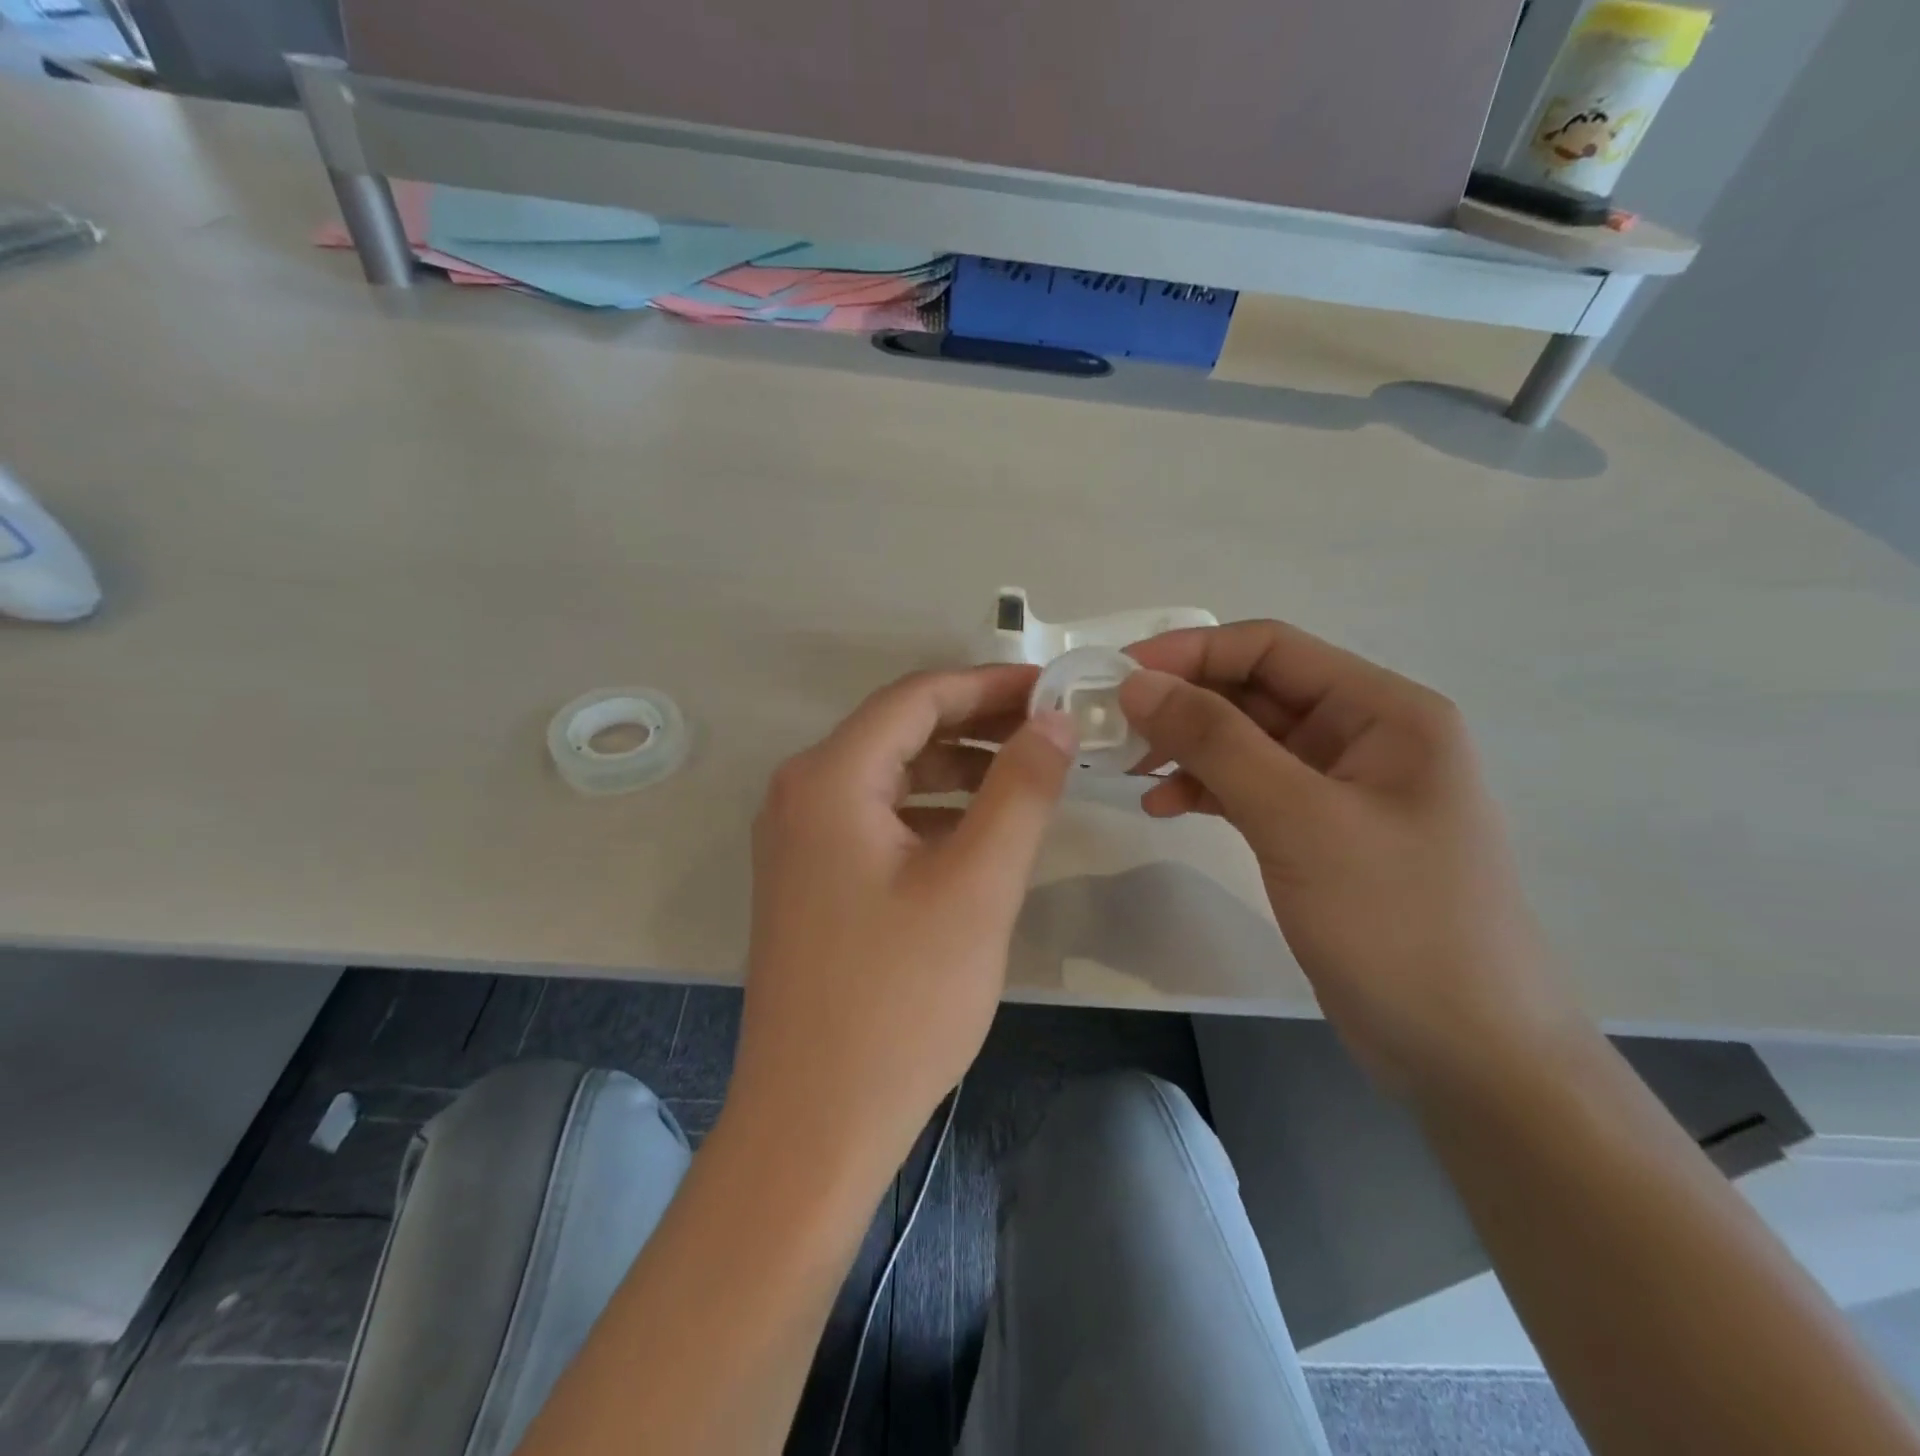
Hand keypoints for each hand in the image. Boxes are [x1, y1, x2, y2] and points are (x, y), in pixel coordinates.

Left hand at [726, 666, 1075, 1183]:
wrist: (815, 1121)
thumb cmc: (899, 1000)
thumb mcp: (977, 885)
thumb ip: (1020, 790)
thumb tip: (1054, 720)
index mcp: (829, 778)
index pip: (918, 698)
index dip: (989, 685)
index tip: (1053, 688)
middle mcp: (801, 794)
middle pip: (901, 731)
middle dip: (978, 724)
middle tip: (1052, 729)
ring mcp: (799, 840)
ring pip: (892, 776)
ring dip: (959, 768)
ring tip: (1029, 775)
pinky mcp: (811, 880)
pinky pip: (879, 819)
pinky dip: (933, 812)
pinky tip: (981, 831)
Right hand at [1120, 621, 1576, 1093]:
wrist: (1468, 1055)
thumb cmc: (1398, 923)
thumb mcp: (1299, 821)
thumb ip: (1216, 742)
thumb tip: (1137, 683)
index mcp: (1384, 711)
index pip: (1271, 648)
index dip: (1190, 652)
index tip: (1118, 676)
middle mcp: (1366, 736)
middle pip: (1256, 692)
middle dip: (1183, 704)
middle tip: (1112, 729)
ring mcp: (1343, 788)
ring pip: (1248, 742)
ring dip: (1188, 748)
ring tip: (1130, 771)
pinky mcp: (1321, 835)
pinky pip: (1252, 789)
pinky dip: (1206, 790)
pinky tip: (1164, 807)